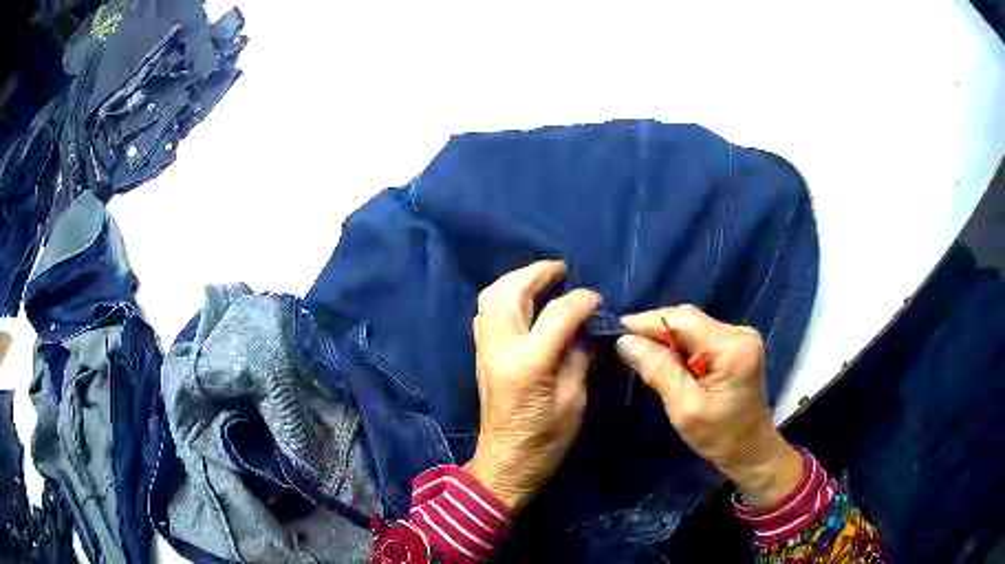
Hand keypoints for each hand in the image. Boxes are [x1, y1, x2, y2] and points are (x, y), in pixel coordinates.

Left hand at [465, 260, 601, 512]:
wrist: (505, 464)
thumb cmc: (545, 441)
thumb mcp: (574, 401)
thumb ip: (579, 357)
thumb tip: (586, 327)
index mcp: (529, 361)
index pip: (558, 312)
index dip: (582, 300)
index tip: (598, 300)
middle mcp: (501, 347)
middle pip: (512, 291)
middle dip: (538, 273)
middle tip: (562, 270)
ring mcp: (485, 350)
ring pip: (491, 296)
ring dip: (516, 280)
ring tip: (542, 280)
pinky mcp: (480, 356)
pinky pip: (485, 314)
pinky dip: (503, 299)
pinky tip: (522, 304)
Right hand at [615, 305, 802, 507]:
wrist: (752, 452)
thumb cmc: (721, 437)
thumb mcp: (685, 409)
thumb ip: (659, 371)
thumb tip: (625, 341)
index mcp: (733, 347)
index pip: (684, 319)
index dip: (649, 320)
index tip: (618, 329)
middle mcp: (740, 333)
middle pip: (690, 320)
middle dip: (657, 330)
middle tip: (626, 345)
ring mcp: (741, 338)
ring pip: (694, 328)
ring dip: (668, 340)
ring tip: (641, 353)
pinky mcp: (738, 347)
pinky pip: (702, 338)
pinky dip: (681, 348)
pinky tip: (667, 361)